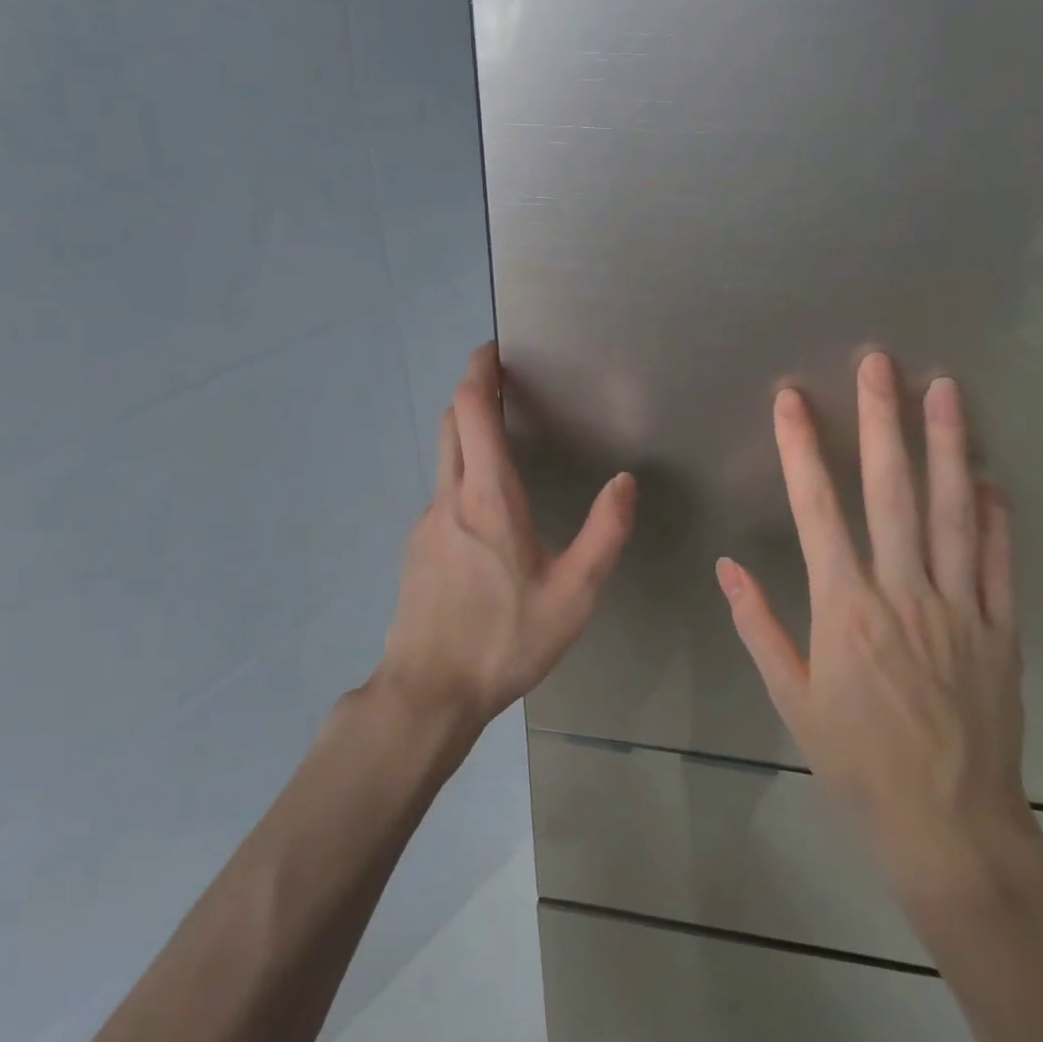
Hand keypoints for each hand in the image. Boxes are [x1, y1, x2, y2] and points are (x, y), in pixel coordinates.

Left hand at [376, 343, 636, 734]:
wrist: (429, 691)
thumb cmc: (506, 640)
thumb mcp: (574, 594)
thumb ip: (604, 533)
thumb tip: (625, 481)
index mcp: (488, 498)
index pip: (472, 410)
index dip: (479, 371)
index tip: (494, 349)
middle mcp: (450, 498)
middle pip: (452, 423)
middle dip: (473, 393)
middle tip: (505, 384)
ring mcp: (426, 523)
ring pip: (444, 458)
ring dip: (468, 434)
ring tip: (504, 441)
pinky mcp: (417, 549)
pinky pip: (441, 494)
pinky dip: (462, 475)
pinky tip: (488, 512)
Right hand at [715, 353, 1039, 904]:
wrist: (948, 823)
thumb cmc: (855, 762)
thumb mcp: (791, 699)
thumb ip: (759, 626)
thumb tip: (728, 567)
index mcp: (844, 609)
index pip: (816, 510)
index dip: (802, 449)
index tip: (792, 400)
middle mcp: (902, 593)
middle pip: (890, 491)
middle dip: (881, 421)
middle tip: (879, 363)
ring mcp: (959, 606)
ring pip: (951, 511)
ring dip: (947, 446)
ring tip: (945, 389)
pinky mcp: (1000, 628)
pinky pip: (998, 560)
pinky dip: (994, 514)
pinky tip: (990, 476)